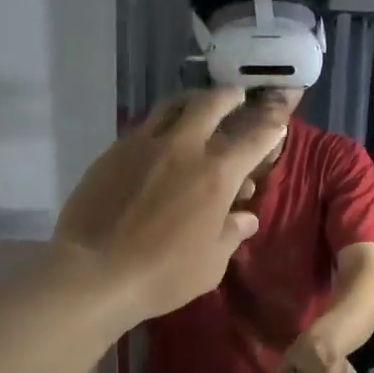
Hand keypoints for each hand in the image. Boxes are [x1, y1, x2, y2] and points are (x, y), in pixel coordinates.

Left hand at [55, 89, 283, 320]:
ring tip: (199, 105)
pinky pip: (144, 125)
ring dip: (193, 100)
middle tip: (238, 97)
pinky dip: (161, 123)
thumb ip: (230, 234)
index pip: (254, 139)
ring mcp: (144, 144)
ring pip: (173, 104)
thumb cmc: (163, 275)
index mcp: (216, 174)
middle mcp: (184, 147)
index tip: (278, 122)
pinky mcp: (114, 151)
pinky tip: (161, 139)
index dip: (270, 128)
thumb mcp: (211, 264)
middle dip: (231, 97)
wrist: (94, 271)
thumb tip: (245, 217)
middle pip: (212, 104)